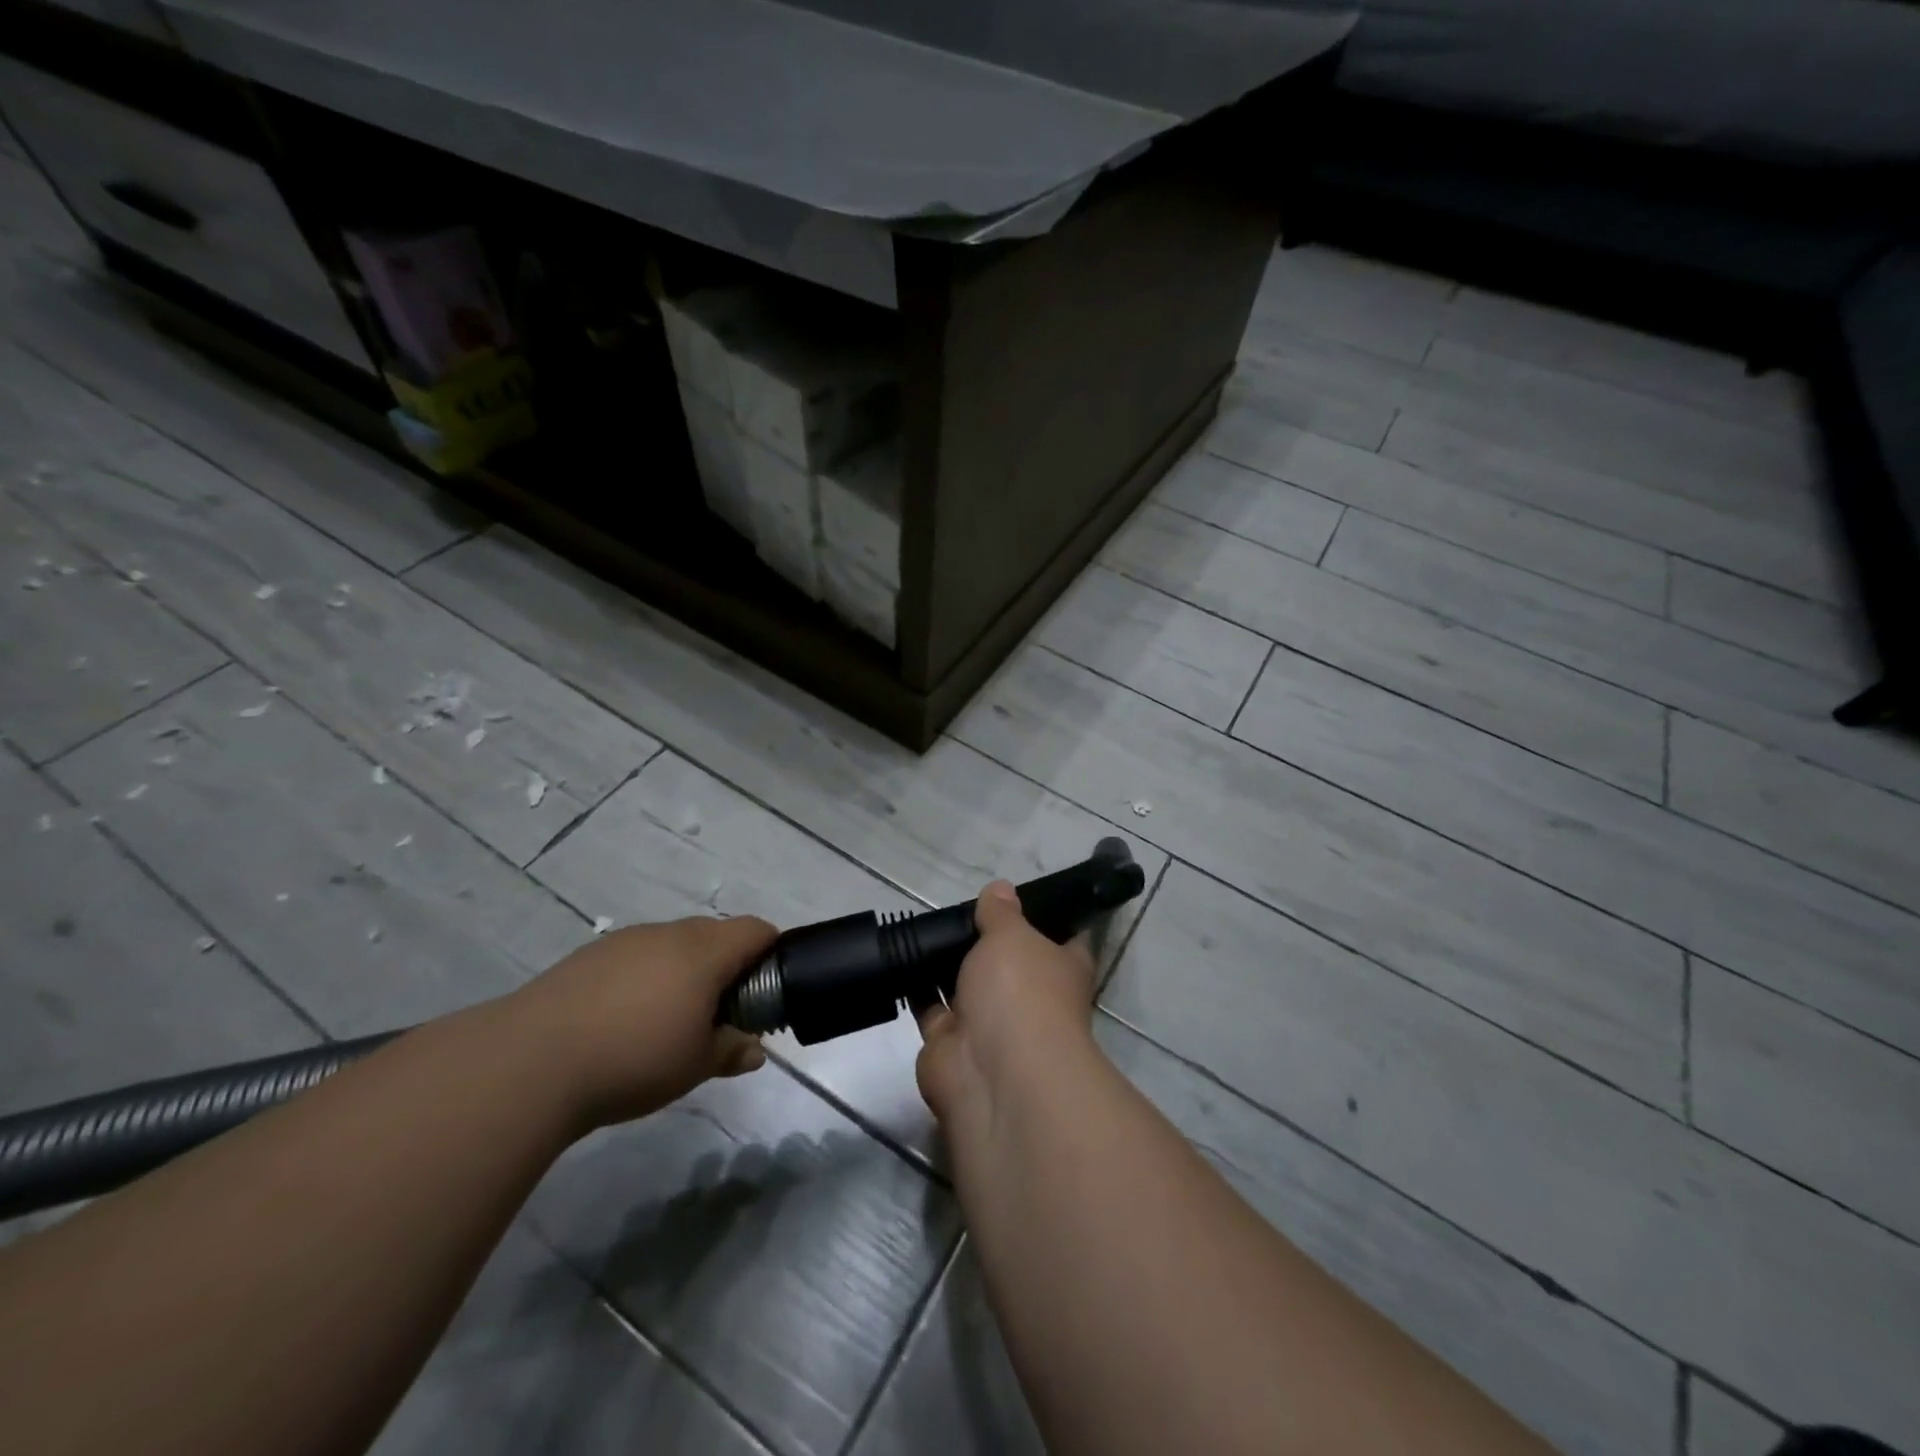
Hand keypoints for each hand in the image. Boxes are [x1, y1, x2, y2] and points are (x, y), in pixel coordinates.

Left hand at [510, 915, 777, 1130]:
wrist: (530, 1061)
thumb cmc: (633, 1058)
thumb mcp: (694, 1065)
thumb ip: (731, 1050)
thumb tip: (754, 1050)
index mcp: (705, 951)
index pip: (756, 929)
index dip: (770, 951)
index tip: (767, 986)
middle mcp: (669, 934)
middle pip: (716, 933)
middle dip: (728, 965)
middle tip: (720, 1012)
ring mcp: (626, 940)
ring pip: (673, 944)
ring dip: (685, 971)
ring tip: (669, 1020)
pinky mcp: (590, 956)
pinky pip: (637, 956)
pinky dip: (646, 977)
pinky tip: (624, 1019)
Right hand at [916, 881, 1096, 1127]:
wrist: (991, 1072)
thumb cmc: (1022, 991)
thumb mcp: (1013, 934)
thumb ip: (1001, 912)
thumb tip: (1001, 889)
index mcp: (1062, 969)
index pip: (1061, 937)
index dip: (1043, 918)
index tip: (1019, 895)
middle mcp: (1030, 997)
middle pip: (1007, 961)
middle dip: (984, 940)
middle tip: (956, 906)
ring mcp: (990, 1023)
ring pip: (967, 984)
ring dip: (948, 964)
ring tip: (922, 925)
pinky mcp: (951, 1042)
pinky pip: (933, 1007)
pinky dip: (918, 987)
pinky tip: (900, 956)